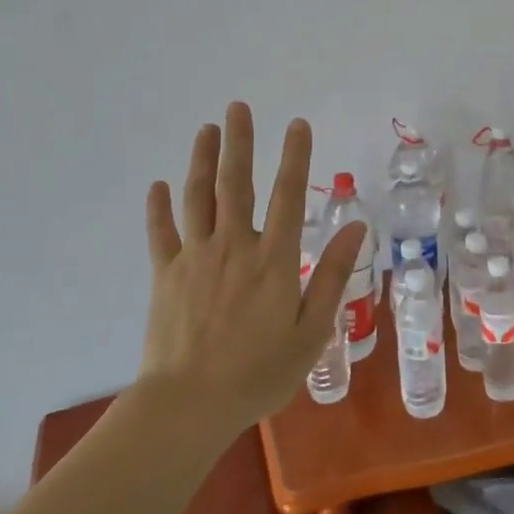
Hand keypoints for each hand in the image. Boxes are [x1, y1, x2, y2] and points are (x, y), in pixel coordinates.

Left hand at [140, 102, 365, 428]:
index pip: (289, 195)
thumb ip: (333, 275)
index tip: (297, 124)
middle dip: (239, 142)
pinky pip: (161, 234)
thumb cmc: (259, 372)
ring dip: (202, 160)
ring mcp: (195, 257)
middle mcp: (235, 246)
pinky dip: (158, 208)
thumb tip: (356, 226)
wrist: (190, 406)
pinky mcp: (165, 275)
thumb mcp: (312, 331)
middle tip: (237, 107)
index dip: (295, 157)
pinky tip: (158, 185)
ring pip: (198, 198)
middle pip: (236, 184)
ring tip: (206, 129)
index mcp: (274, 259)